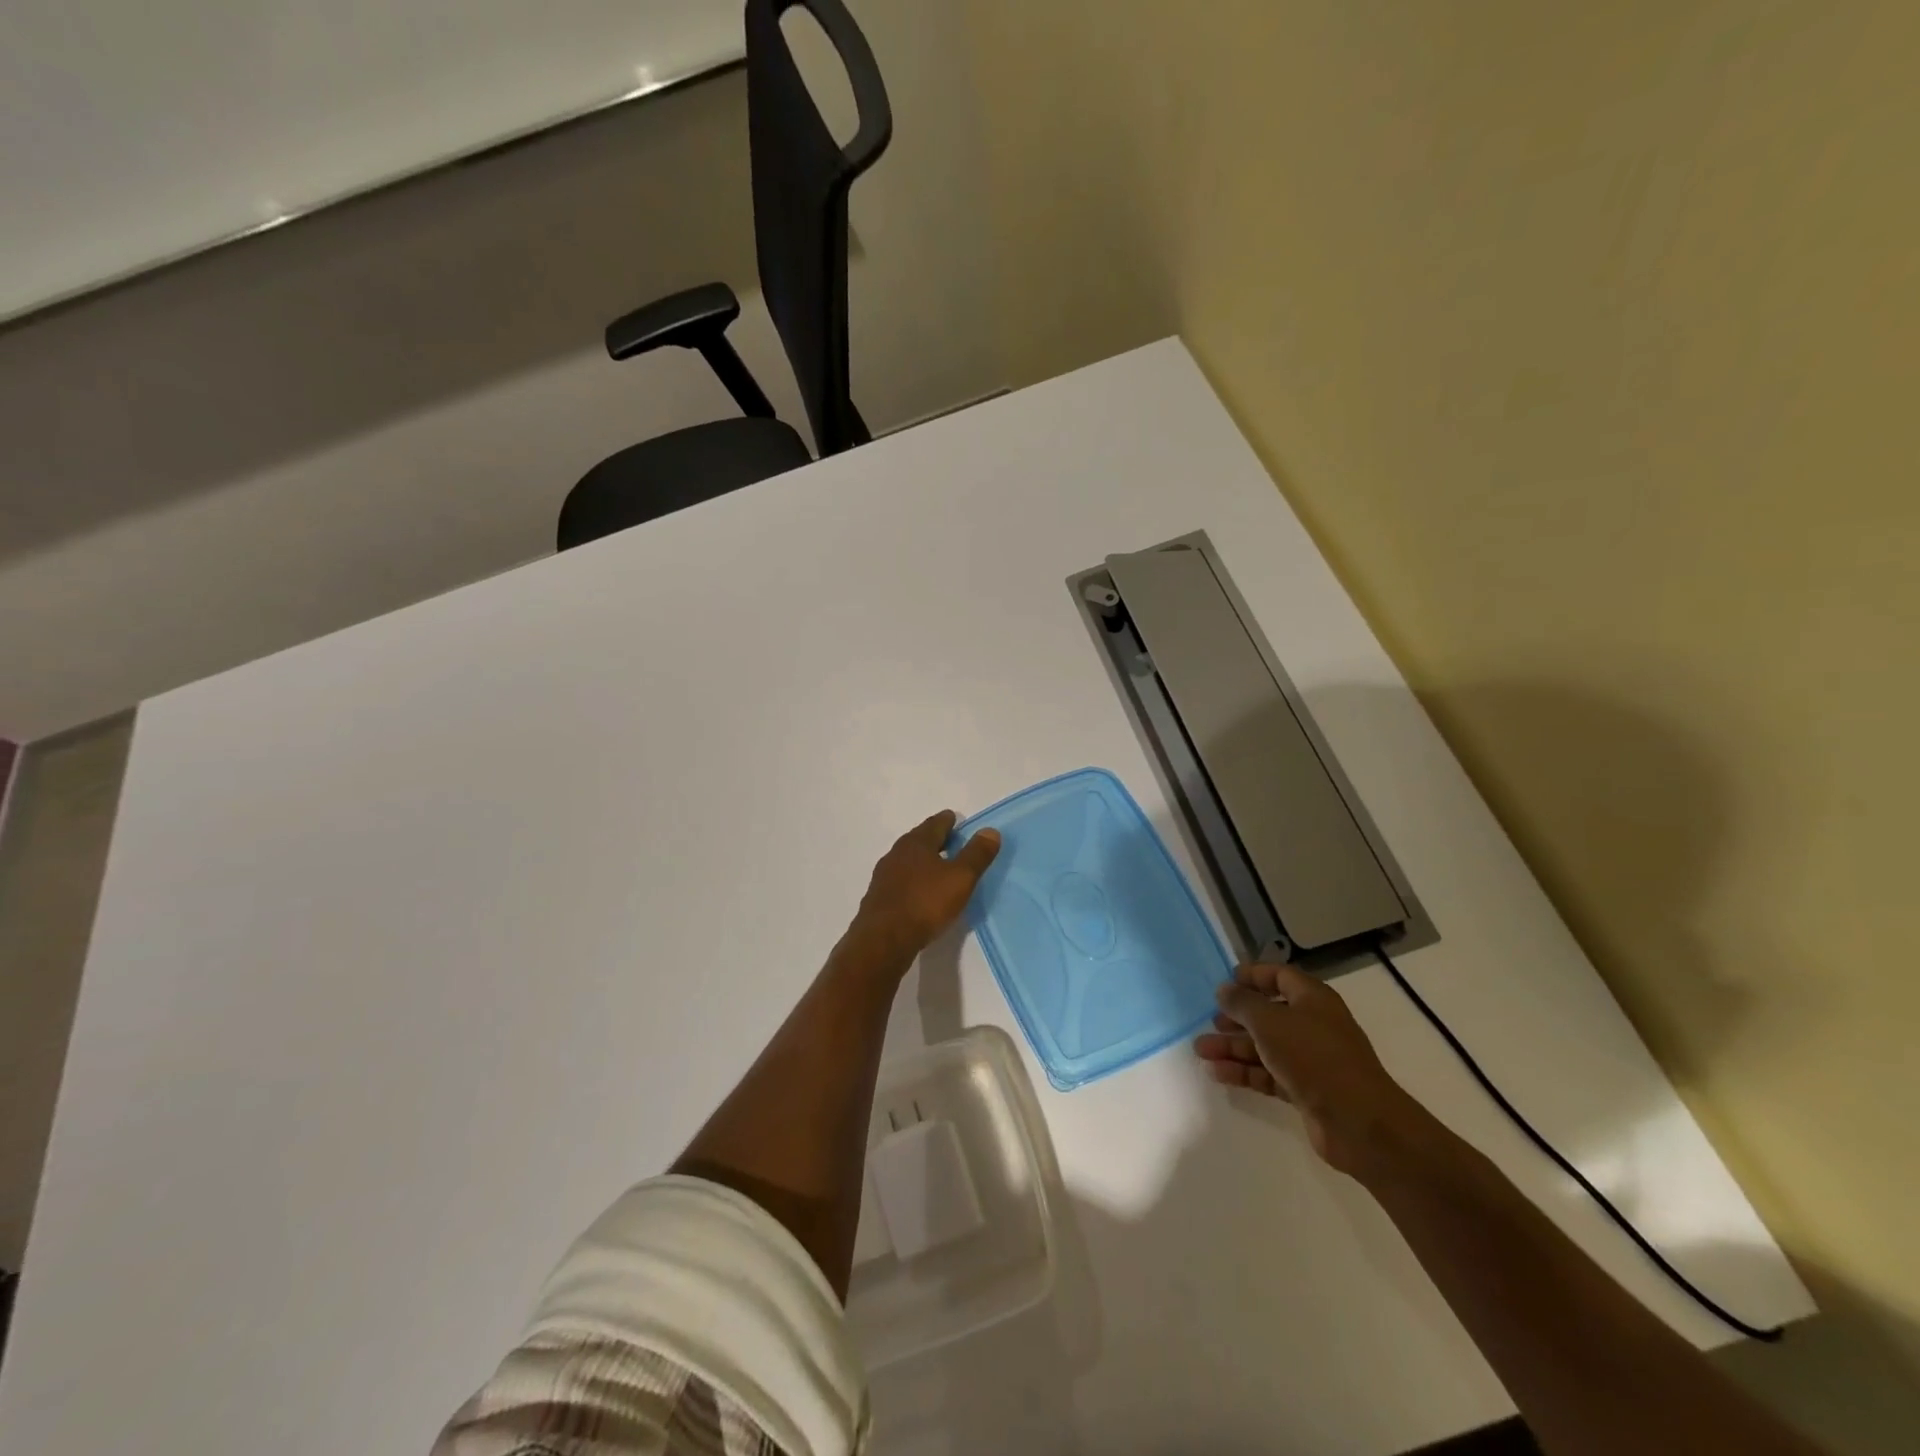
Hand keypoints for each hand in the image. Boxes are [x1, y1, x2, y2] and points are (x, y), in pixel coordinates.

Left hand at [847, 810, 1000, 966]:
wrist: (883, 939)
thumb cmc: (925, 903)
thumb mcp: (960, 878)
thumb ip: (976, 854)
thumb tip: (990, 831)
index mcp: (917, 843)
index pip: (935, 823)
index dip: (948, 821)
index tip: (956, 820)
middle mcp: (897, 853)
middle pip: (919, 840)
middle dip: (935, 840)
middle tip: (952, 843)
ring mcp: (884, 875)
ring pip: (908, 860)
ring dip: (923, 861)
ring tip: (938, 869)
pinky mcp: (878, 897)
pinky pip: (900, 880)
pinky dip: (913, 880)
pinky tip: (920, 893)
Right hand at [1194, 961, 1421, 1177]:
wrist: (1358, 1122)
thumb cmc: (1313, 1057)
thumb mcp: (1270, 1022)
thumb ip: (1242, 1003)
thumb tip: (1224, 990)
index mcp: (1312, 999)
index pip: (1280, 976)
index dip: (1253, 976)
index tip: (1225, 981)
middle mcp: (1312, 1025)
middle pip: (1268, 1014)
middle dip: (1236, 1018)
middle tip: (1209, 1022)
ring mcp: (1310, 1059)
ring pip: (1265, 1046)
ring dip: (1233, 1047)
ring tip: (1201, 1051)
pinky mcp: (1305, 1090)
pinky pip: (1268, 1073)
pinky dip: (1244, 1072)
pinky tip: (1217, 1073)